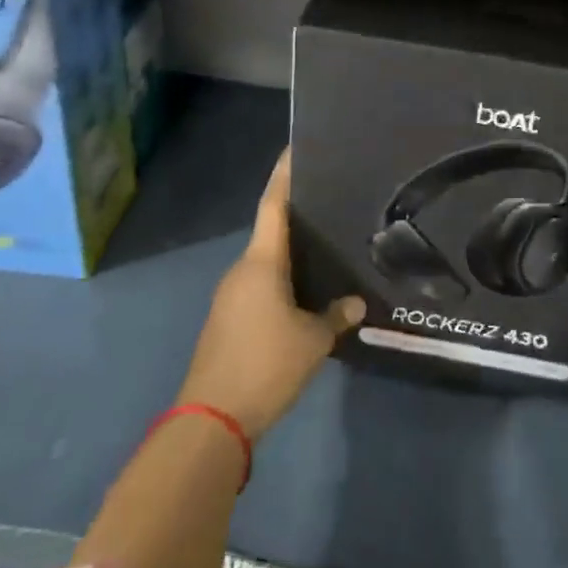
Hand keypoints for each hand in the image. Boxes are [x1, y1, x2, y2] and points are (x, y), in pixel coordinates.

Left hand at [178, 150, 363, 439]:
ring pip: (267, 262)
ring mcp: (231, 295)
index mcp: (262, 263)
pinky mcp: (228, 319)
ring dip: (291, 254)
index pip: (273, 205)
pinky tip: (307, 292)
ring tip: (326, 246)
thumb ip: (336, 315)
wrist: (211, 419)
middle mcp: (242, 270)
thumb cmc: (265, 365)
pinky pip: (261, 286)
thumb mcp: (313, 340)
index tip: (295, 147)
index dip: (285, 175)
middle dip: (298, 216)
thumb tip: (356, 302)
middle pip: (271, 232)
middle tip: (332, 203)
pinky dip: (283, 280)